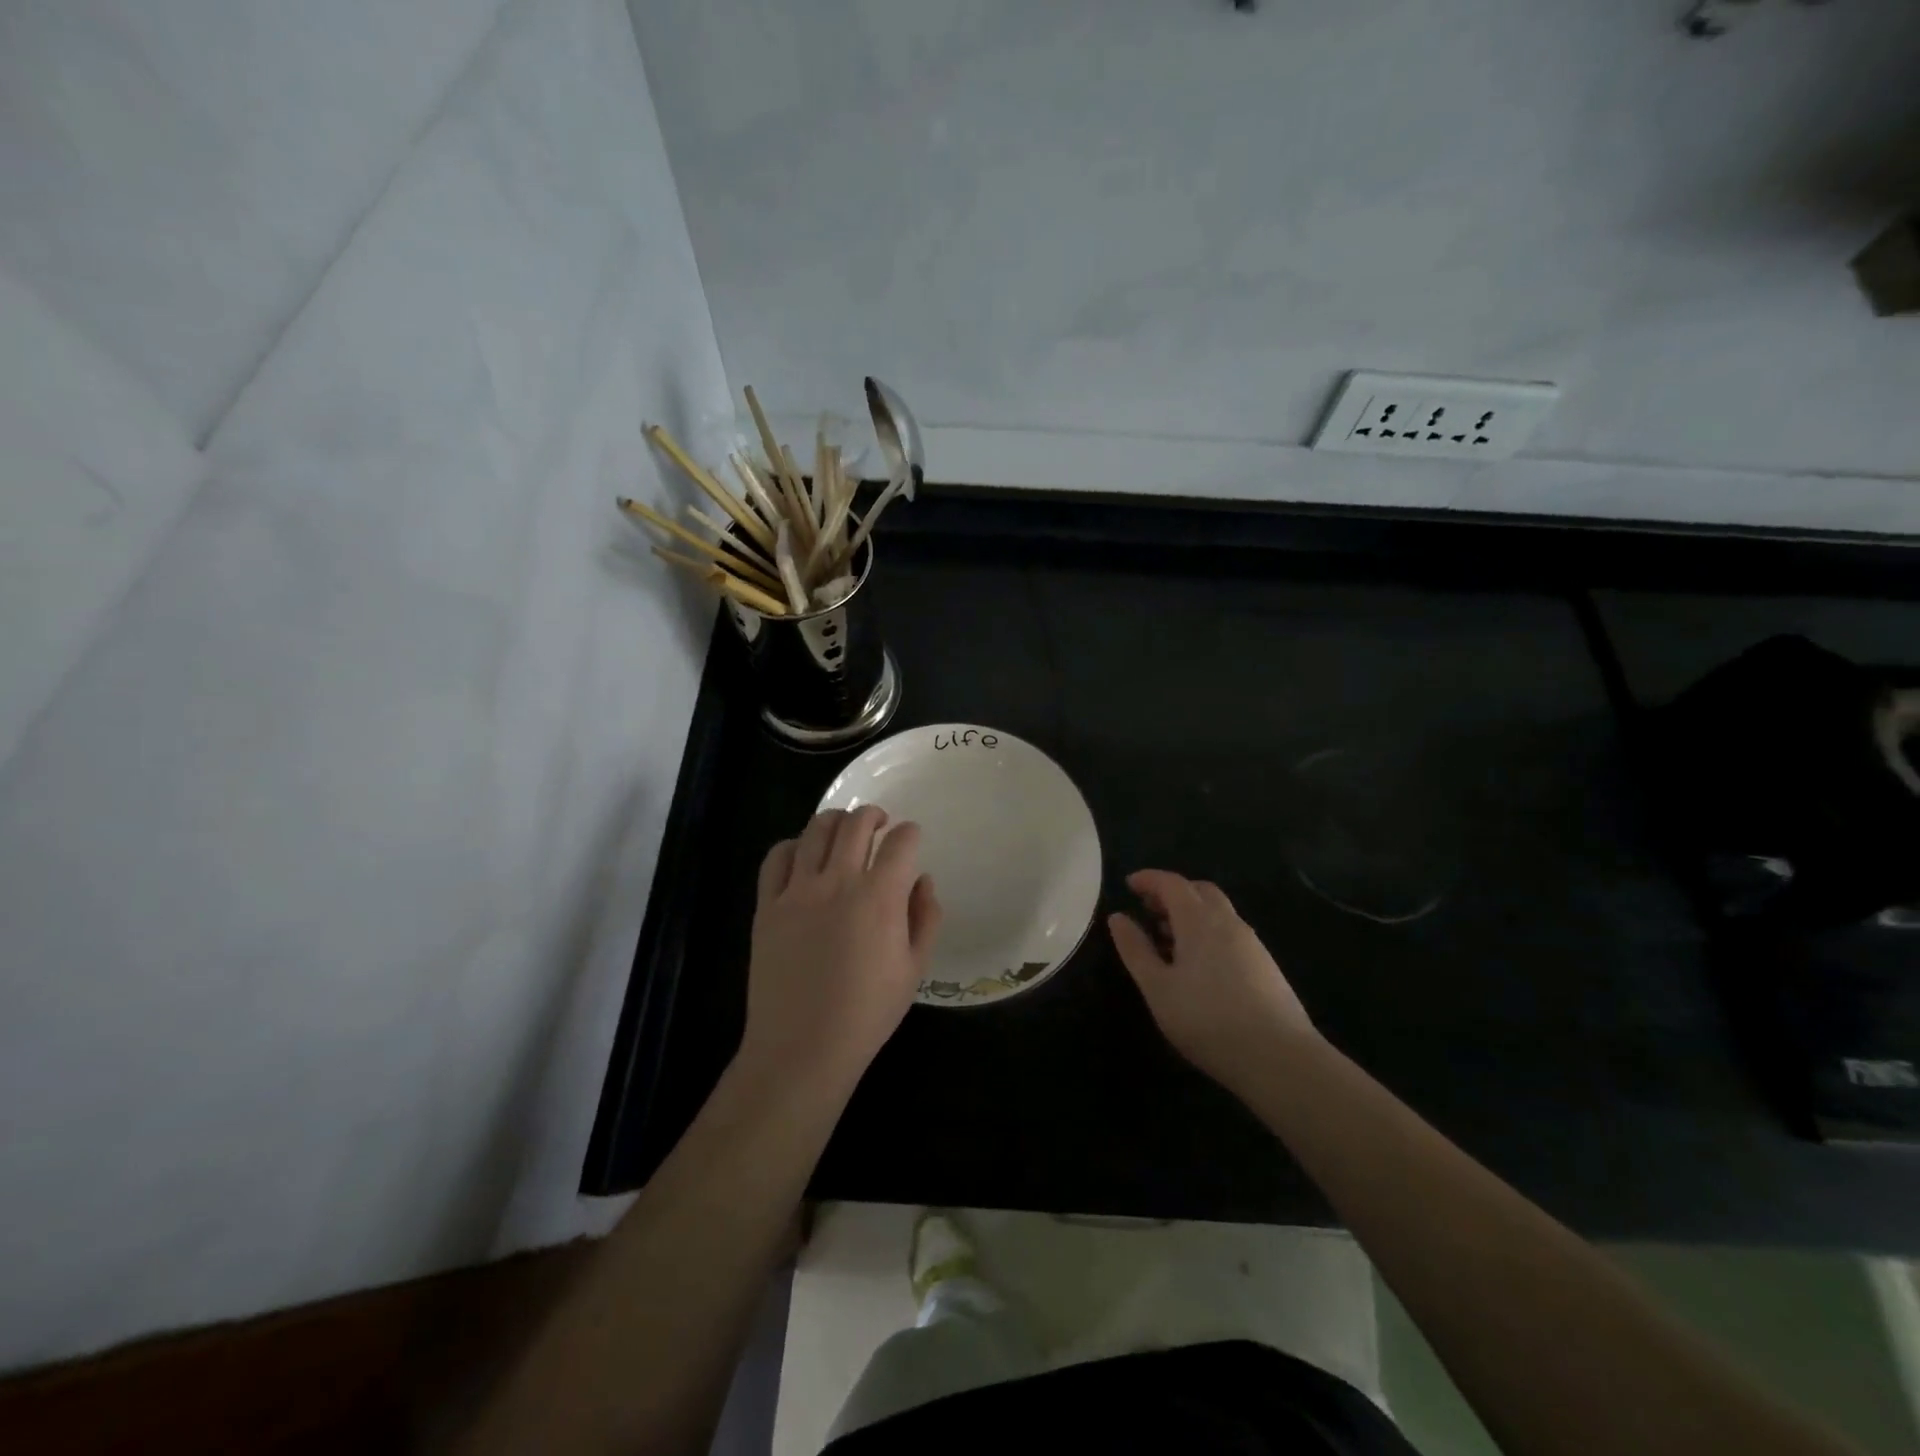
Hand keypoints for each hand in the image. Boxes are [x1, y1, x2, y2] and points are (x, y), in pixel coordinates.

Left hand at [739, 807, 941, 1092]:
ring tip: (843, 830)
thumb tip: (922, 880)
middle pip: (856, 824)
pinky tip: (802, 855)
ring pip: (815, 830)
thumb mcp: (914, 968)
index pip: (900, 842)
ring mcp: (797, 891)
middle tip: (879, 823)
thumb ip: (926, 917)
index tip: (911, 838)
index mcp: (879, 897)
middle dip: (873, 815)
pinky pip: (776, 857)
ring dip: (835, 821)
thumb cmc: (867, 1013)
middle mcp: (838, 882)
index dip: (910, 833)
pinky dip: (793, 845)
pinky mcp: (767, 905)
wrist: (802, 1047)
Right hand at [1108, 870, 1315, 1092]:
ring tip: (1167, 940)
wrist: (1280, 1058)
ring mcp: (1251, 943)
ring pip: (1218, 912)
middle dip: (1172, 893)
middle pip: (1199, 891)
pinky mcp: (1265, 966)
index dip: (1148, 879)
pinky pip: (1230, 933)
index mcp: (1199, 920)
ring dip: (1190, 914)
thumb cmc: (1208, 1020)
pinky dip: (1207, 932)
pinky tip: (1198, 965)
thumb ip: (1135, 949)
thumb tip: (1118, 917)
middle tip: (1148, 910)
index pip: (1172, 883)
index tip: (1128, 884)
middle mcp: (1228, 922)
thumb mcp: (1158, 988)